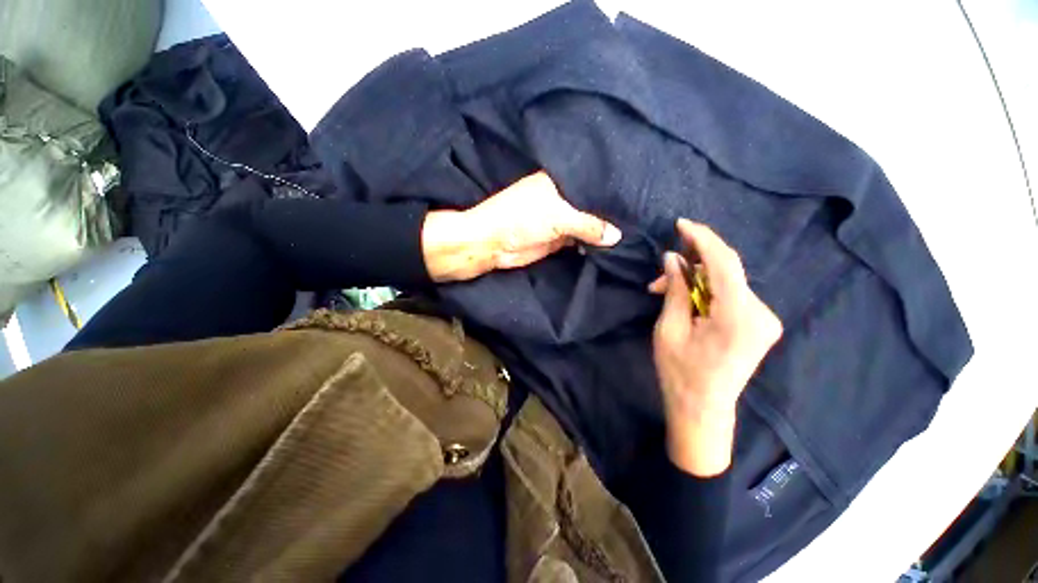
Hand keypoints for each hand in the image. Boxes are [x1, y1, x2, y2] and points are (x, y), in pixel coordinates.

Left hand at [422, 171, 621, 281]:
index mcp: (560, 181)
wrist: (493, 244)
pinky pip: (580, 240)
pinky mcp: (558, 239)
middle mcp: (563, 198)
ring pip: (587, 223)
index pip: (592, 181)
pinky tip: (611, 245)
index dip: (611, 187)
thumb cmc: (520, 219)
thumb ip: (589, 224)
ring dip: (602, 230)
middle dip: (610, 211)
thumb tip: (617, 235)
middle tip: (640, 216)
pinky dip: (592, 243)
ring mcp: (561, 219)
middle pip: (592, 204)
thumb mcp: (558, 216)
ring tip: (633, 230)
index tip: (637, 193)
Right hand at [650, 219, 782, 475]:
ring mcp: (764, 319)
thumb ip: (675, 289)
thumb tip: (673, 258)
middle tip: (660, 273)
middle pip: (726, 270)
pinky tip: (686, 299)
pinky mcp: (759, 324)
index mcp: (738, 317)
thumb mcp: (669, 328)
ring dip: (695, 279)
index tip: (681, 223)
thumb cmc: (680, 373)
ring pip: (726, 281)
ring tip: (664, 289)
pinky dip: (706, 290)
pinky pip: (730, 294)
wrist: (703, 410)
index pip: (724, 263)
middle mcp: (761, 314)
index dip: (702, 238)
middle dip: (691, 264)